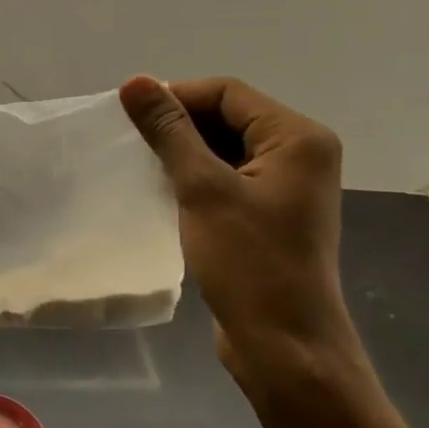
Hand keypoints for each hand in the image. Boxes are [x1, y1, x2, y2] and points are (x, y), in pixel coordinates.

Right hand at [120, 75, 369, 399]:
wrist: (283, 345)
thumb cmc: (249, 262)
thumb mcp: (202, 189)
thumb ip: (169, 132)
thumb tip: (135, 82)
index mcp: (297, 138)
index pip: (227, 92)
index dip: (176, 97)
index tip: (129, 117)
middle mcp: (299, 153)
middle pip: (228, 116)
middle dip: (179, 126)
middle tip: (131, 143)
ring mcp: (285, 186)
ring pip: (224, 148)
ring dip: (183, 153)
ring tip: (141, 166)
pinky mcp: (269, 214)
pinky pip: (227, 178)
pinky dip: (195, 178)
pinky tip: (163, 191)